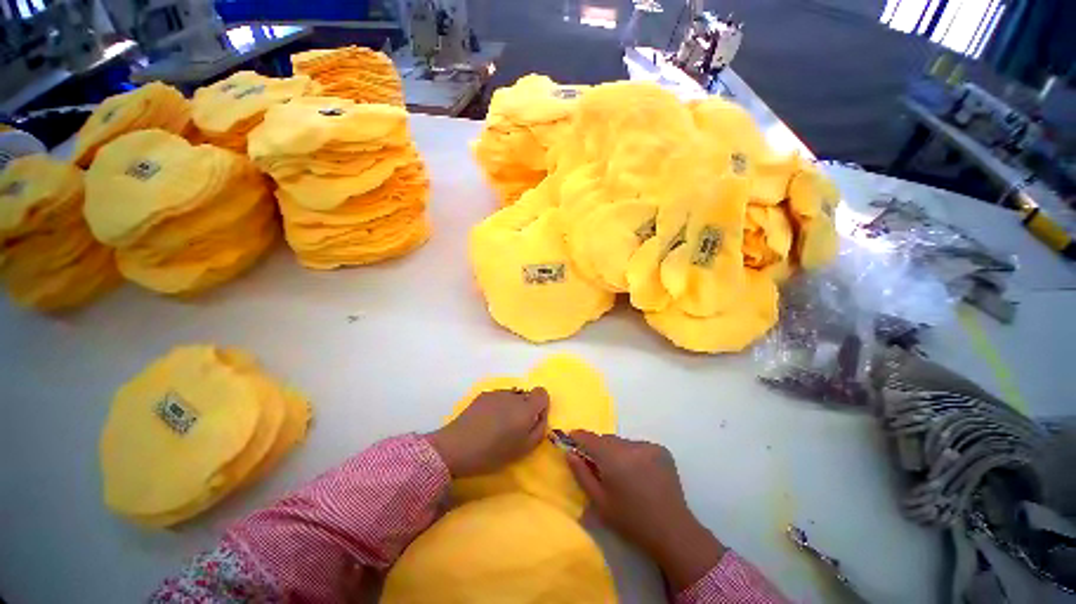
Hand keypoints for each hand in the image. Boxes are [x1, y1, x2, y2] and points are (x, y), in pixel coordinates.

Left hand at [427, 388, 548, 477]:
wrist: (456, 447)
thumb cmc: (492, 453)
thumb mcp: (523, 449)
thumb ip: (539, 430)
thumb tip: (540, 417)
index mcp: (526, 409)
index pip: (542, 393)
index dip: (541, 405)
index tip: (533, 420)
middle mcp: (513, 396)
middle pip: (527, 395)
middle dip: (525, 408)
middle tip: (514, 427)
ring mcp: (497, 393)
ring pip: (512, 396)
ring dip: (511, 407)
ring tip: (498, 425)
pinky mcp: (483, 395)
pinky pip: (499, 397)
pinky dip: (498, 406)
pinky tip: (486, 422)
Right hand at [566, 431, 725, 591]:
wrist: (672, 531)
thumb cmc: (631, 520)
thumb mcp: (600, 502)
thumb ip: (581, 475)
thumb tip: (569, 453)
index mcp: (613, 458)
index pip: (589, 438)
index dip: (578, 437)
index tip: (570, 438)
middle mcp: (630, 445)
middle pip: (606, 439)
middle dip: (599, 448)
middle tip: (597, 466)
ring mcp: (648, 446)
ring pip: (622, 442)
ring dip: (616, 451)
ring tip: (621, 473)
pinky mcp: (661, 450)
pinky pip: (638, 446)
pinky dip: (633, 454)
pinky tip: (638, 473)